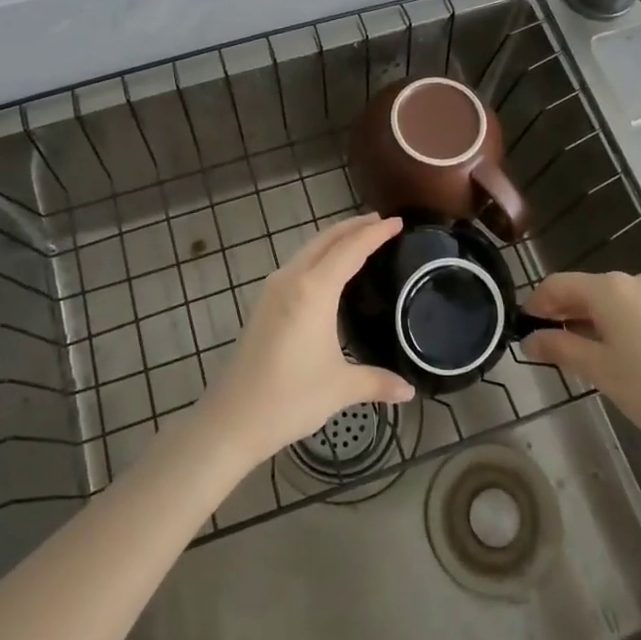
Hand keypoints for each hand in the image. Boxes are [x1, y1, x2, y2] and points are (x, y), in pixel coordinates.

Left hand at [202, 214, 415, 464]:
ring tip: (358, 238)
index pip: (350, 249)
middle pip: (326, 239)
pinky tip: (328, 270)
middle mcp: (291, 279)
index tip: (397, 221)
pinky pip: (297, 264)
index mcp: (314, 290)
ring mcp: (273, 289)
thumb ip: (377, 382)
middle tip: (380, 221)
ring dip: (333, 239)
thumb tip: (409, 391)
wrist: (231, 418)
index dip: (375, 233)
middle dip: (353, 226)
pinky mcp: (263, 303)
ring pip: (308, 249)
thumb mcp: (340, 388)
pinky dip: (318, 255)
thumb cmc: (288, 399)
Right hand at [521, 271, 640, 459]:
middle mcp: (631, 282)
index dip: (536, 302)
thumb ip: (559, 347)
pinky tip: (608, 352)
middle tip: (543, 343)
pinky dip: (609, 324)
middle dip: (560, 312)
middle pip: (583, 289)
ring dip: (584, 320)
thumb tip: (530, 339)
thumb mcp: (598, 369)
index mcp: (608, 288)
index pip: (558, 283)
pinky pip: (628, 310)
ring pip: (606, 301)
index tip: (522, 327)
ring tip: (573, 352)